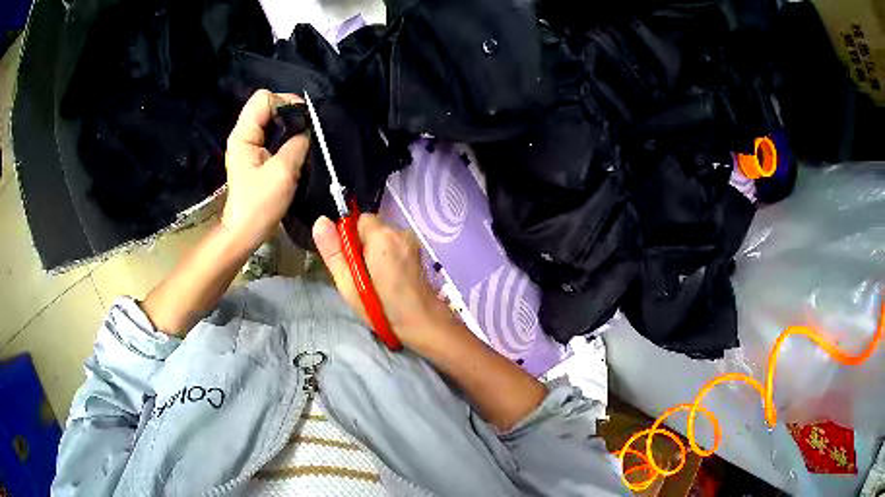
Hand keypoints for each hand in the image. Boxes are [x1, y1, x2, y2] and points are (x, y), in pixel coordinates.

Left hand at [222, 89, 308, 247]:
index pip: (263, 99)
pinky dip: (286, 138)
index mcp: (243, 135)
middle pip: (267, 106)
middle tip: (307, 129)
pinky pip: (273, 136)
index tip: (304, 119)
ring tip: (304, 139)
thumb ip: (297, 144)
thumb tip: (308, 130)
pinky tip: (296, 149)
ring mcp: (249, 146)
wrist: (245, 233)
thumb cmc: (259, 205)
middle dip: (289, 113)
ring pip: (271, 121)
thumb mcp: (282, 172)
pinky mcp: (256, 157)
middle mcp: (244, 135)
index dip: (285, 102)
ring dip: (289, 126)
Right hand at [312, 214, 462, 353]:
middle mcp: (400, 231)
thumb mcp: (348, 283)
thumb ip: (333, 251)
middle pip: (373, 227)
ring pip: (384, 237)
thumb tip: (320, 220)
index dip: (351, 238)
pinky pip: (396, 245)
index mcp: (382, 236)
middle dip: (364, 244)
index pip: (359, 219)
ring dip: (377, 250)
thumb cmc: (381, 306)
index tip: (352, 261)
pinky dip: (390, 256)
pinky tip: (391, 277)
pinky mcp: (419, 251)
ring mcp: (412, 240)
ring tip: (378, 278)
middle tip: (363, 274)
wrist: (421, 321)